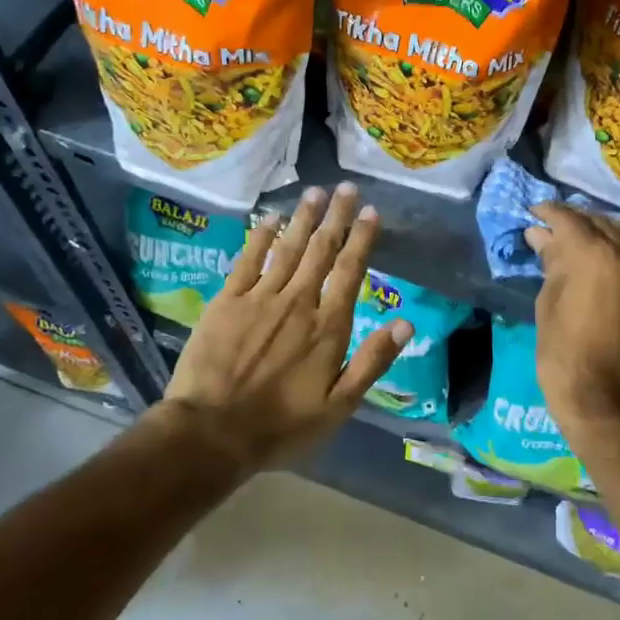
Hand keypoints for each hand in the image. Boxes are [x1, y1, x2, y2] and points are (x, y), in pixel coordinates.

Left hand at [162, 184, 409, 472]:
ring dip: (303, 218)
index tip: (371, 212)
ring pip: (288, 248)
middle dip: (336, 217)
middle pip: (321, 251)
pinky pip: (248, 259)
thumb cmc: (280, 425)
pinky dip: (260, 236)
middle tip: (345, 187)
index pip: (350, 272)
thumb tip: (406, 322)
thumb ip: (372, 362)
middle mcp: (298, 303)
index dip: (361, 239)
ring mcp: (260, 298)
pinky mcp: (227, 301)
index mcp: (328, 327)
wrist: (212, 431)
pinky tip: (270, 218)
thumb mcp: (338, 406)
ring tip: (315, 191)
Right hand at [525, 203, 619, 426]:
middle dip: (576, 221)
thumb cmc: (563, 354)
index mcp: (593, 255)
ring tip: (582, 243)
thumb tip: (541, 236)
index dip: (549, 212)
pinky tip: (605, 268)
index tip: (535, 212)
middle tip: (555, 227)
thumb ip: (551, 264)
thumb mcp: (547, 304)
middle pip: (601, 223)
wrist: (606, 401)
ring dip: (602, 235)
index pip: (569, 219)